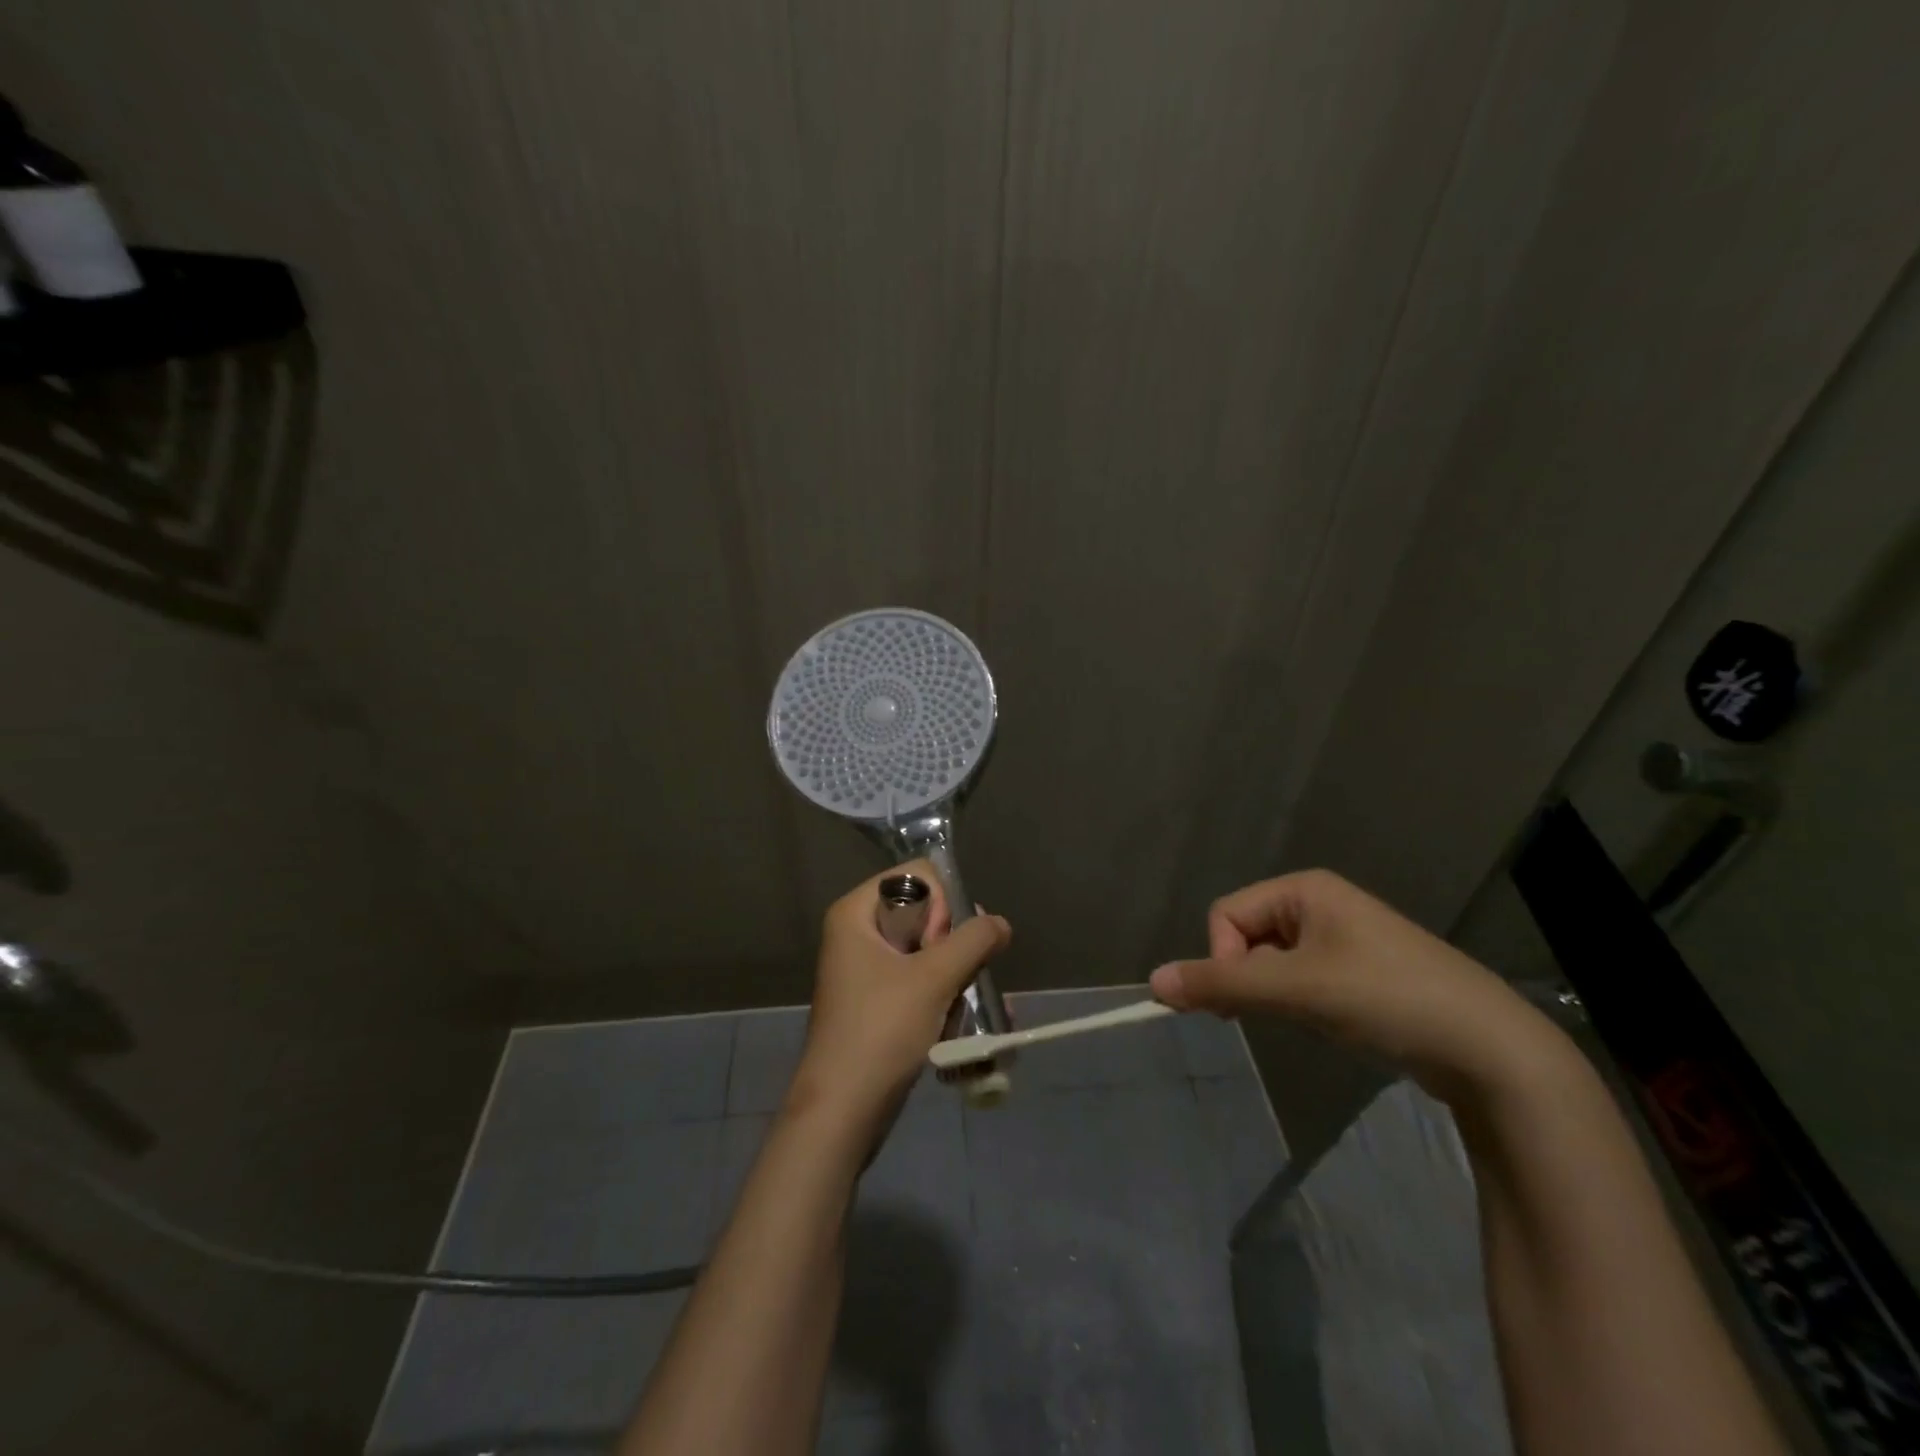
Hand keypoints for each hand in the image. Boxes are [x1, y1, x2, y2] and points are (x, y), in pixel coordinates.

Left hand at [787, 862, 1011, 1129]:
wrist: (841, 1113)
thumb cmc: (881, 1031)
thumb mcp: (934, 979)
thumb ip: (974, 941)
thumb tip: (1000, 923)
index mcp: (856, 912)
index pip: (918, 876)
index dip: (942, 905)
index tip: (944, 945)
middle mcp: (857, 933)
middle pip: (925, 913)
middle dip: (954, 945)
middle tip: (959, 978)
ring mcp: (866, 970)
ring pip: (927, 951)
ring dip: (955, 976)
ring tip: (968, 1008)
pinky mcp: (877, 1003)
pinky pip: (920, 982)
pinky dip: (943, 997)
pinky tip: (961, 1027)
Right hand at [1150, 869, 1568, 1103]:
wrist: (1492, 1051)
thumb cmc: (1387, 998)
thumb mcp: (1297, 990)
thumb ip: (1221, 985)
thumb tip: (1153, 982)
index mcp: (1305, 888)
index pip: (1226, 914)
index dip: (1223, 958)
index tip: (1245, 1002)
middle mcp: (1320, 904)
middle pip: (1247, 936)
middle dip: (1249, 977)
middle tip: (1275, 1014)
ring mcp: (1343, 938)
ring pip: (1272, 962)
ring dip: (1275, 993)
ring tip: (1312, 1020)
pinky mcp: (1360, 973)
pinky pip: (1302, 978)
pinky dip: (1300, 1002)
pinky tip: (1331, 1024)